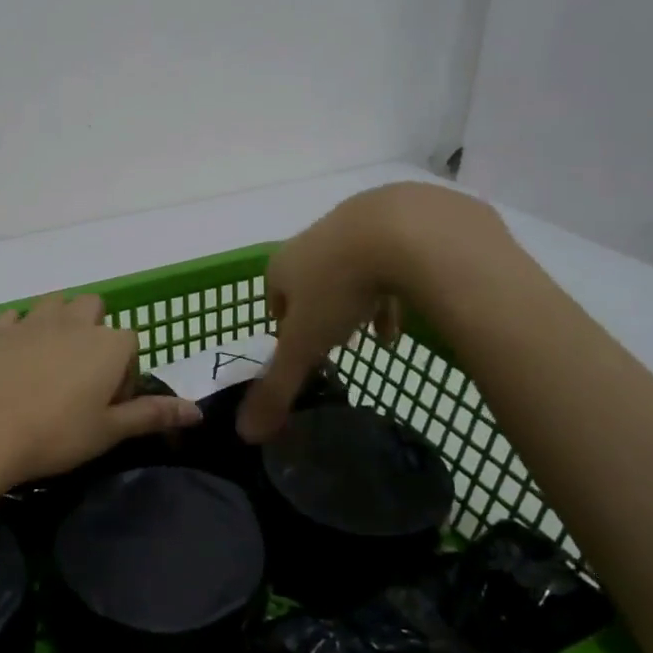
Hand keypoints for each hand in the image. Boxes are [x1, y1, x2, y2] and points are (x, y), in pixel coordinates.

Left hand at [0, 293, 201, 488]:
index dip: (123, 374)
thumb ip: (152, 415)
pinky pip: (15, 317)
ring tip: (49, 364)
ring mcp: (32, 321)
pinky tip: (13, 360)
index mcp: (108, 344)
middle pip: (94, 308)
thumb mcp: (108, 432)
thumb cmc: (54, 435)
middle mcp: (74, 322)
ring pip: (55, 304)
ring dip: (59, 323)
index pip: (130, 344)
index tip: (108, 406)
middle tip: (81, 377)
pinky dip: (19, 330)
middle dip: (94, 332)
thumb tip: (198, 412)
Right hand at [237, 183, 515, 442]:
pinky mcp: (398, 218)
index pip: (273, 298)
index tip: (300, 349)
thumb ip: (278, 388)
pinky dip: (395, 286)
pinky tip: (409, 312)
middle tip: (338, 340)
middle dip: (322, 311)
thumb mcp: (306, 345)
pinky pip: (391, 257)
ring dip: (359, 300)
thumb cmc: (340, 287)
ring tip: (377, 334)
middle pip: (311, 281)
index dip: (284, 325)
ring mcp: (355, 224)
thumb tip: (243, 434)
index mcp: (283, 265)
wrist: (404, 229)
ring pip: (352, 268)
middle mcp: (313, 240)